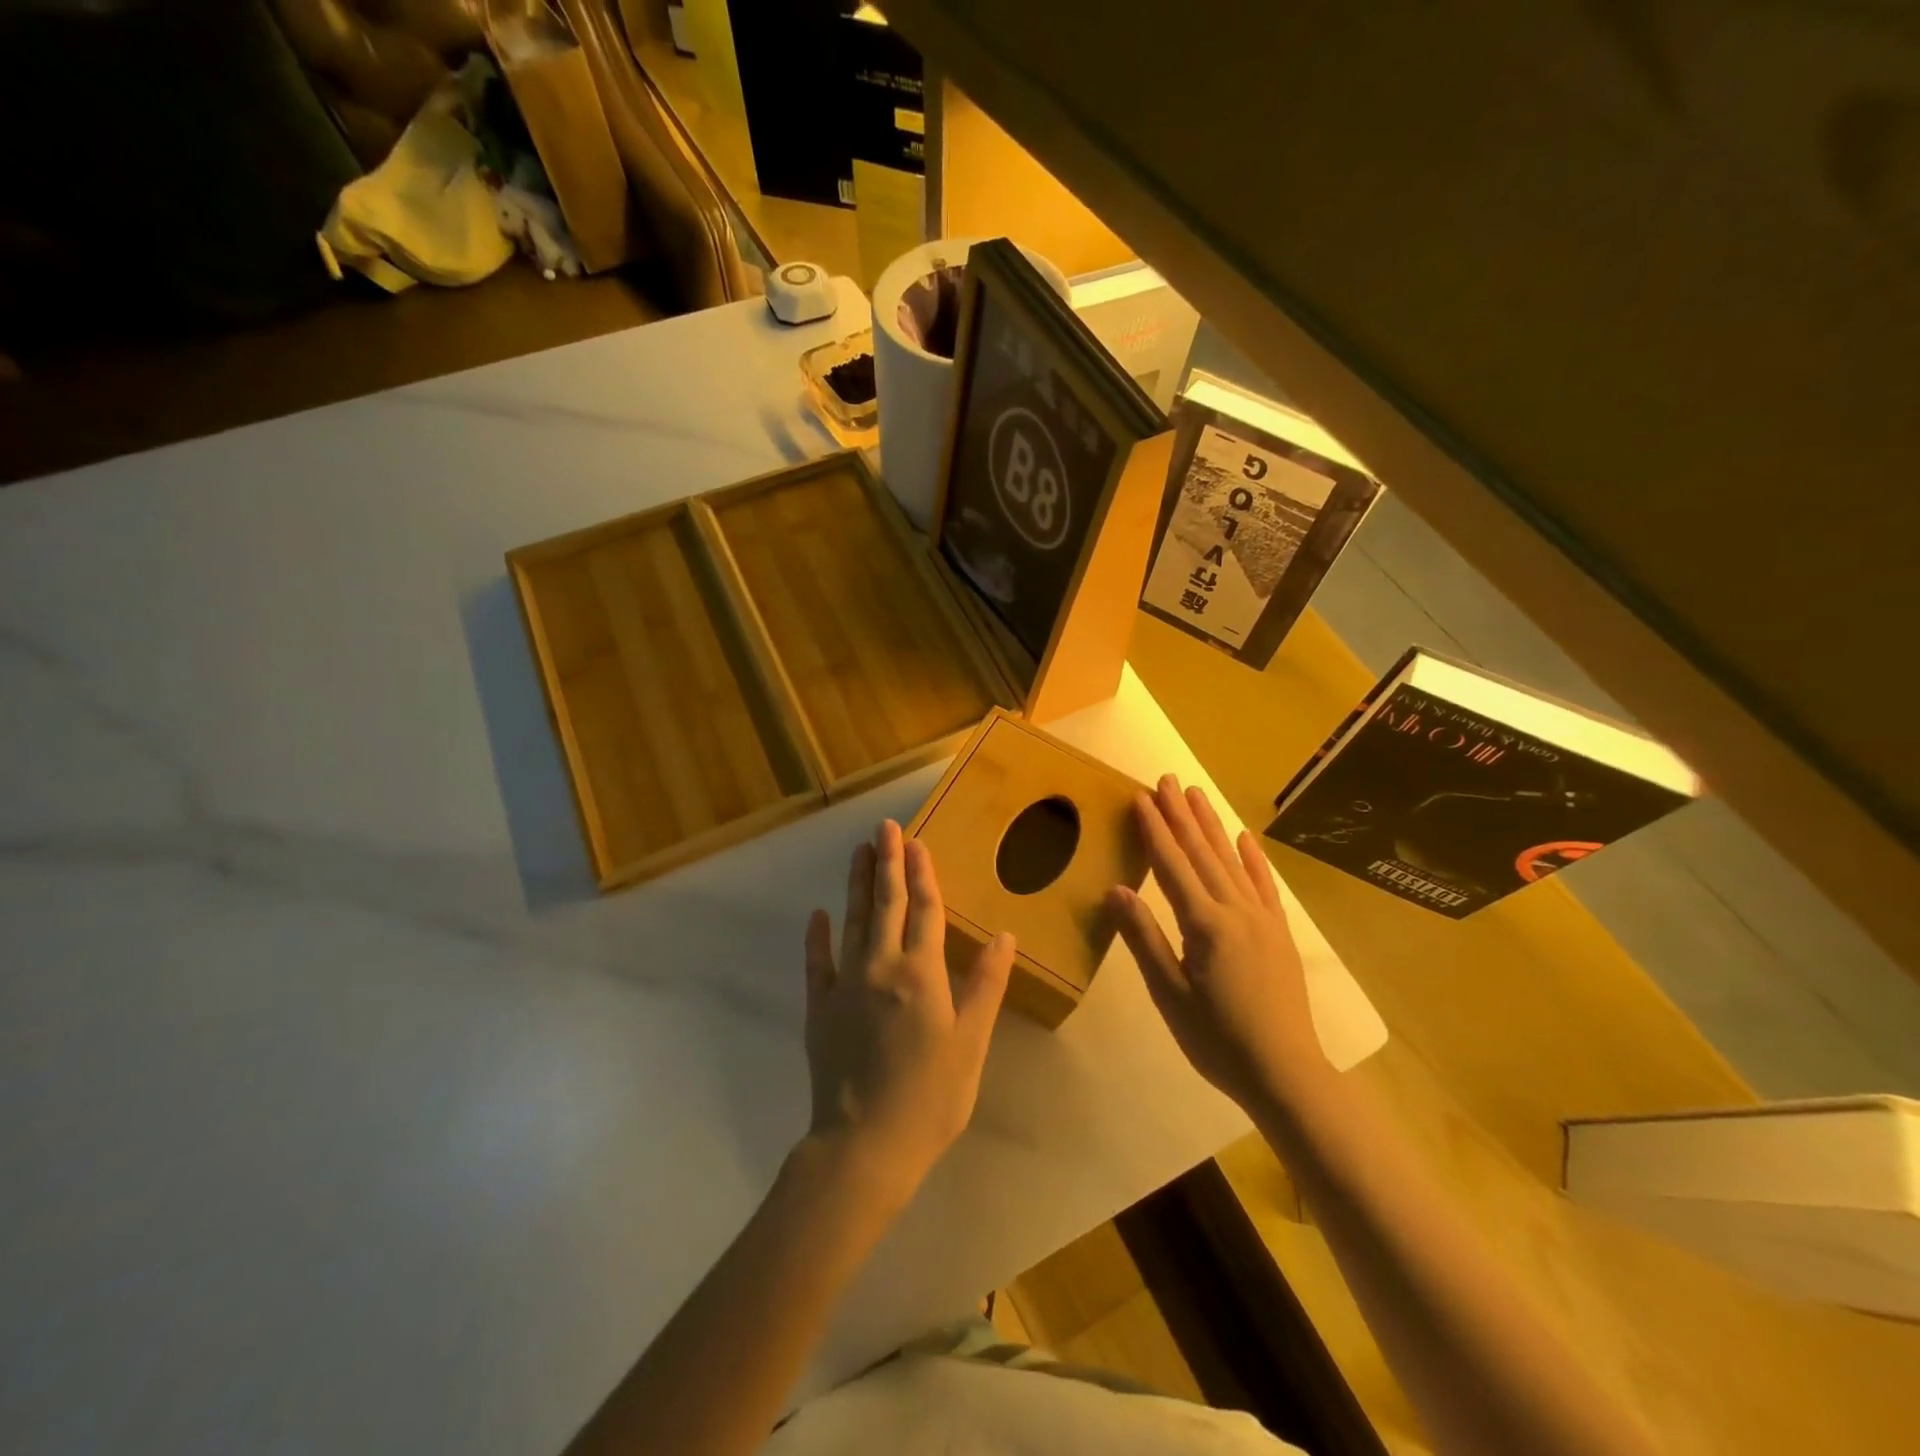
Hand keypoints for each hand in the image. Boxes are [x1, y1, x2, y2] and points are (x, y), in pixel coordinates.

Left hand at [802, 820, 1015, 1206]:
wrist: (864, 1145)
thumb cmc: (930, 1096)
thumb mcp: (970, 1043)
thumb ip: (985, 986)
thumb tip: (1005, 936)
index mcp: (921, 973)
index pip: (924, 910)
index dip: (922, 874)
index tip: (916, 841)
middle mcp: (881, 967)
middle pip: (886, 905)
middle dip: (887, 863)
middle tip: (883, 827)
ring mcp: (845, 985)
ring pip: (853, 922)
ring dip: (857, 885)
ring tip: (859, 852)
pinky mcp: (820, 1007)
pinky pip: (818, 962)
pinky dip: (818, 937)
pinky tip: (818, 915)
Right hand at [1108, 777, 1329, 1111]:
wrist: (1286, 1072)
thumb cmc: (1217, 1039)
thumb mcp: (1169, 994)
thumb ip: (1144, 938)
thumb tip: (1116, 889)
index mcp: (1204, 924)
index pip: (1172, 865)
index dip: (1154, 830)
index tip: (1141, 796)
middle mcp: (1235, 910)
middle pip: (1202, 853)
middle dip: (1181, 814)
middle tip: (1167, 779)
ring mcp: (1262, 919)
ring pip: (1231, 861)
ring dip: (1212, 825)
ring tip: (1196, 794)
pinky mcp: (1279, 933)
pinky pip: (1264, 886)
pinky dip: (1253, 859)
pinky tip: (1244, 839)